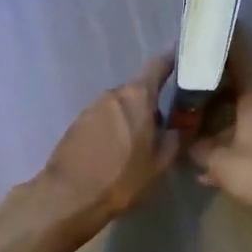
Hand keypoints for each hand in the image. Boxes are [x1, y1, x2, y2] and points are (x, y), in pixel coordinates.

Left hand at [38, 53, 183, 234]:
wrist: (69, 196)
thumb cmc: (122, 178)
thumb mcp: (160, 163)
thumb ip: (175, 138)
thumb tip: (181, 125)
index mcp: (137, 96)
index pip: (158, 65)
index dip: (172, 59)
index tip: (182, 54)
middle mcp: (113, 94)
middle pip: (139, 91)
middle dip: (152, 104)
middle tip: (163, 127)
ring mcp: (92, 107)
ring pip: (120, 107)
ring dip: (131, 119)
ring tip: (138, 147)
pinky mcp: (77, 123)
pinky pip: (103, 119)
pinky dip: (113, 129)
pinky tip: (115, 153)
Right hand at [186, 34, 251, 214]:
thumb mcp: (220, 161)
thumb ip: (198, 147)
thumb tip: (185, 141)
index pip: (239, 55)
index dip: (220, 42)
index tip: (201, 35)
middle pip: (235, 84)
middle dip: (209, 85)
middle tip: (182, 85)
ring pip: (240, 110)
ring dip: (217, 116)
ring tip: (189, 124)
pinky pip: (246, 132)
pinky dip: (228, 140)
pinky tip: (208, 165)